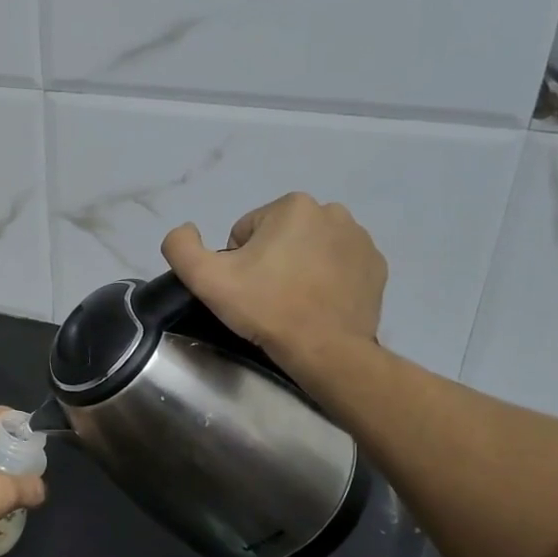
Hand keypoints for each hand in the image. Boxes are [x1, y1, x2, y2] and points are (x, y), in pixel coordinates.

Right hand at [160, 192, 386, 368]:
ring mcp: (360, 239)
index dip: (238, 262)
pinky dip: (326, 280)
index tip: (246, 288)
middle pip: (279, 237)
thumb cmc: (266, 308)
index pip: (246, 232)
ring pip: (310, 249)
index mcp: (292, 206)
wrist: (325, 350)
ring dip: (298, 268)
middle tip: (267, 297)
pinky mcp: (377, 266)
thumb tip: (185, 229)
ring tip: (293, 302)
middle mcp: (332, 212)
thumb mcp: (206, 278)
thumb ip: (180, 246)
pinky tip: (318, 304)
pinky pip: (338, 266)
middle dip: (270, 261)